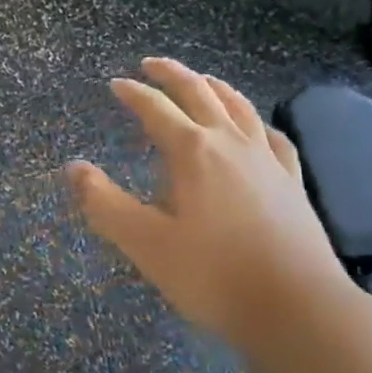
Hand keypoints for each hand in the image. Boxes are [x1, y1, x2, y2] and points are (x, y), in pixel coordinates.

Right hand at [65, 58, 357, 351]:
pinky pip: (271, 137)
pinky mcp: (292, 182)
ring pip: (239, 107)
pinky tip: (255, 128)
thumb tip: (74, 168)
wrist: (297, 308)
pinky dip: (255, 122)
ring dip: (215, 87)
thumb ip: (105, 204)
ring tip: (201, 80)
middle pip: (200, 94)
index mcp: (193, 152)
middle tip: (151, 64)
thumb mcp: (146, 244)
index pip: (156, 109)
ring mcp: (267, 160)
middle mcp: (231, 144)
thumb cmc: (213, 276)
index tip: (115, 84)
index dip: (133, 93)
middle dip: (172, 75)